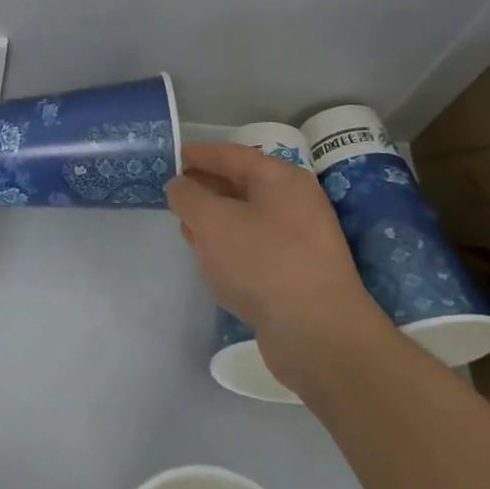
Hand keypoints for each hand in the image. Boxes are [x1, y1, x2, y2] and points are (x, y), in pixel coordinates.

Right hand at [166, 142, 382, 385]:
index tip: (172, 156)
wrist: (317, 334)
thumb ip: (189, 196)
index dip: (200, 154)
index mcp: (281, 179)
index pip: (233, 155)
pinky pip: (253, 249)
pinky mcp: (294, 276)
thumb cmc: (262, 262)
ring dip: (215, 219)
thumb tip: (180, 186)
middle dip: (206, 187)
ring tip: (184, 224)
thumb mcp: (212, 220)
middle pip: (241, 185)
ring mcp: (298, 242)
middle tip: (173, 192)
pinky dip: (228, 247)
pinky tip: (209, 259)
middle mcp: (295, 204)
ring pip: (246, 219)